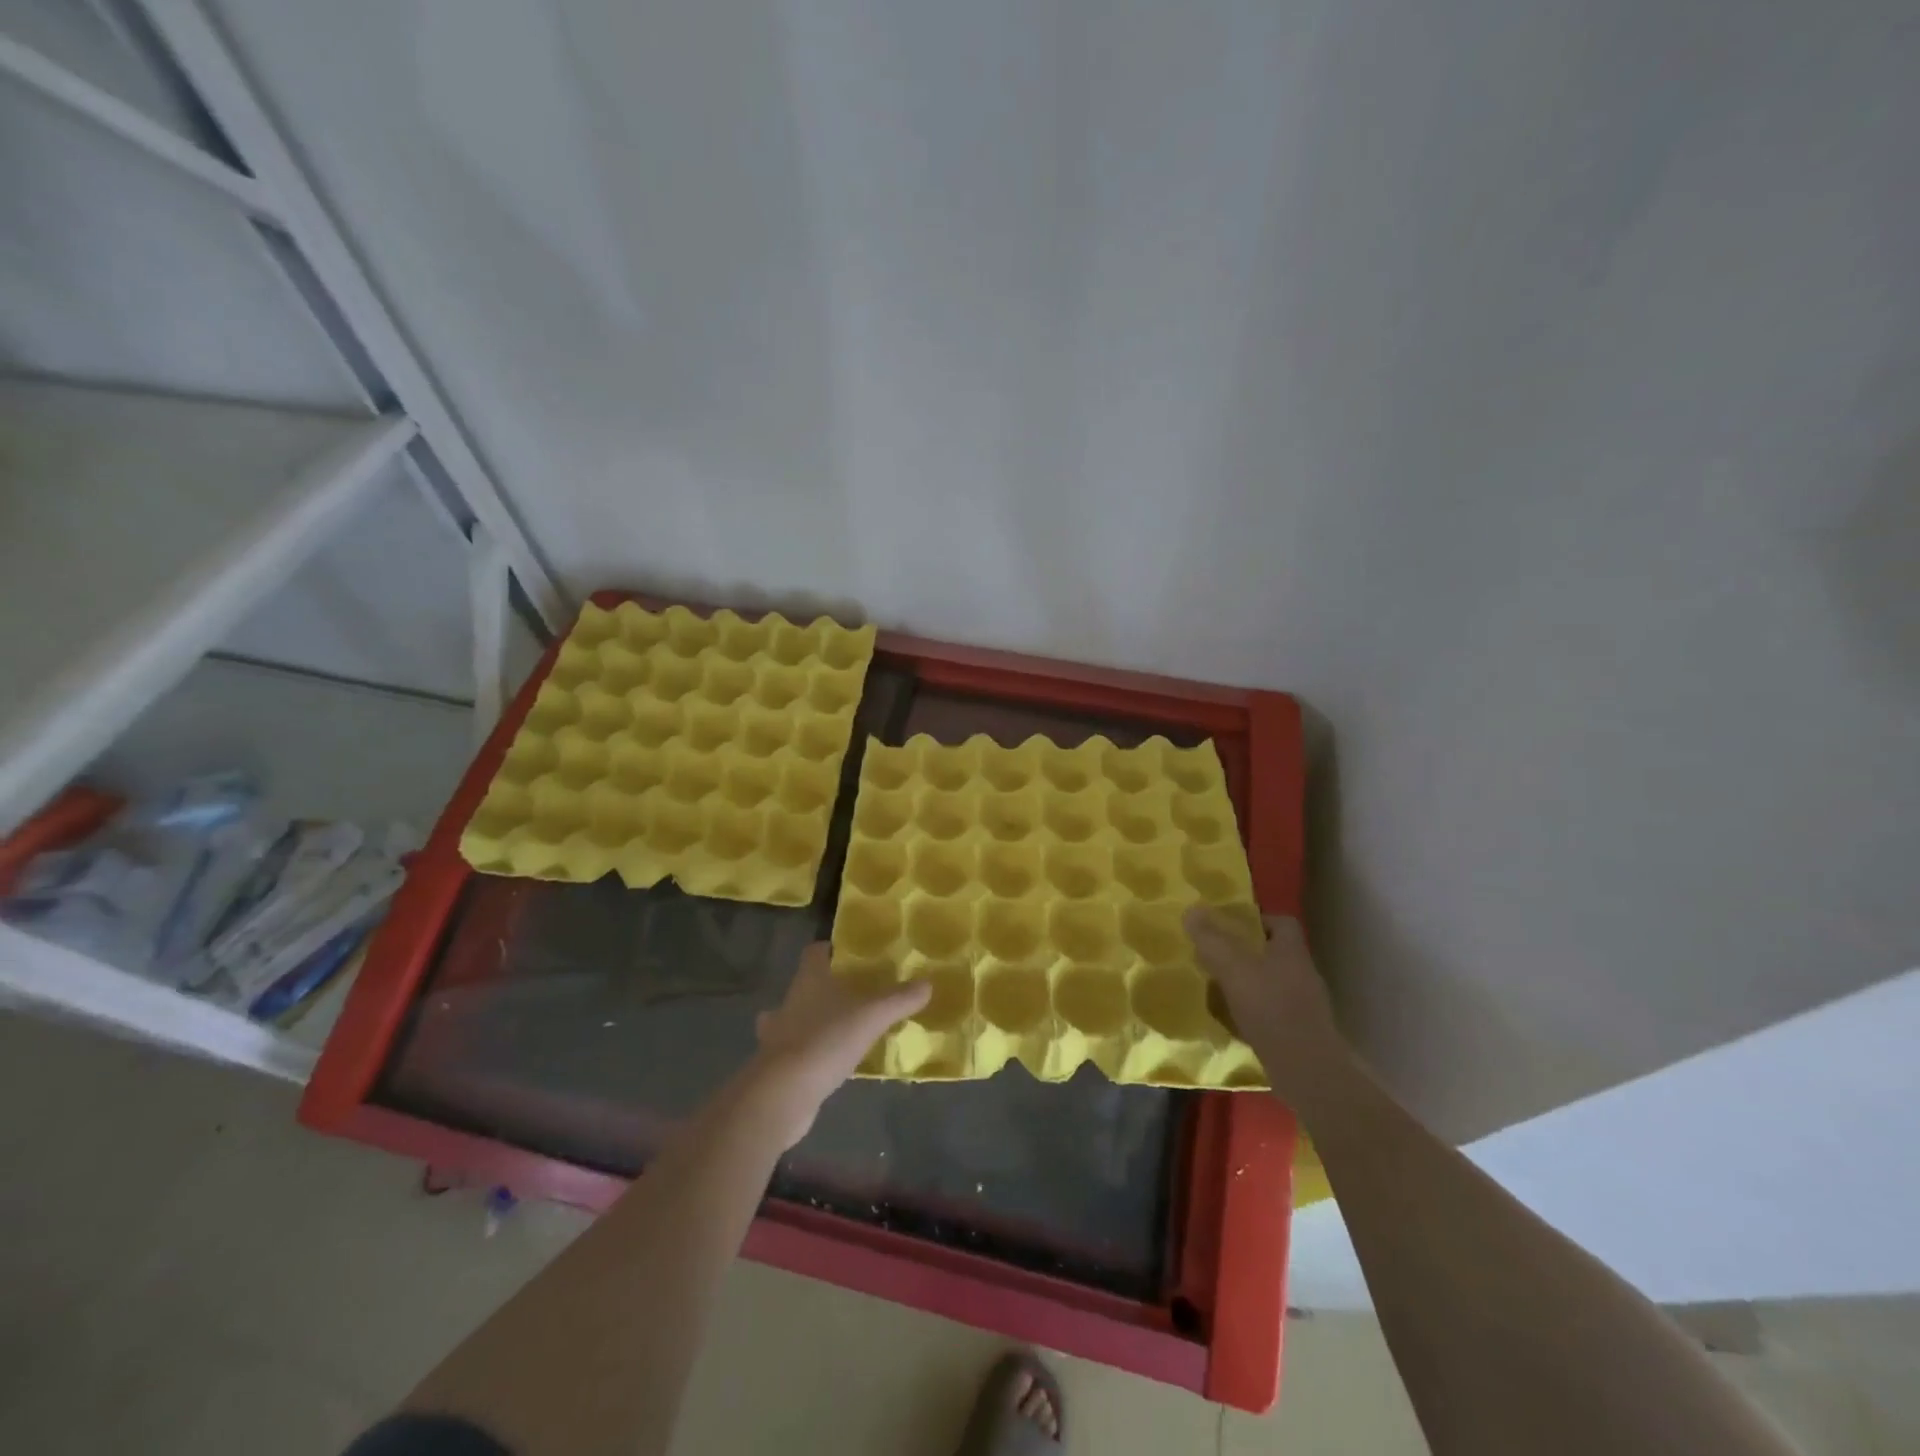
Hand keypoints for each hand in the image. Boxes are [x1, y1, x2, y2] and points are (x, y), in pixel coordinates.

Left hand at [747, 942, 929, 1146]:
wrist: (783, 1094)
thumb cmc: (826, 1040)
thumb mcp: (872, 1016)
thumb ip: (900, 999)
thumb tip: (927, 983)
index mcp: (809, 979)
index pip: (815, 952)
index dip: (830, 950)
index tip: (851, 956)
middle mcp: (790, 1001)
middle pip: (806, 985)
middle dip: (826, 988)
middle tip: (856, 995)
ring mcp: (778, 1035)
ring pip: (796, 1019)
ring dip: (814, 1022)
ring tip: (841, 1030)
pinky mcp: (776, 1066)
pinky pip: (796, 1052)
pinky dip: (810, 1054)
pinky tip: (830, 1064)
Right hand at [1185, 907, 1342, 1099]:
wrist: (1306, 1071)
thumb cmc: (1271, 1009)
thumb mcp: (1233, 968)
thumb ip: (1212, 939)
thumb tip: (1192, 910)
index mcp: (1292, 951)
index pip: (1281, 922)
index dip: (1256, 920)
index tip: (1229, 927)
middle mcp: (1302, 974)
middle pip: (1274, 953)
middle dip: (1246, 954)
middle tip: (1215, 958)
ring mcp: (1304, 1006)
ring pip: (1271, 984)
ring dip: (1248, 984)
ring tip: (1218, 989)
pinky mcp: (1300, 1033)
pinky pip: (1272, 1012)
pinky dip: (1253, 1013)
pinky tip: (1232, 1021)